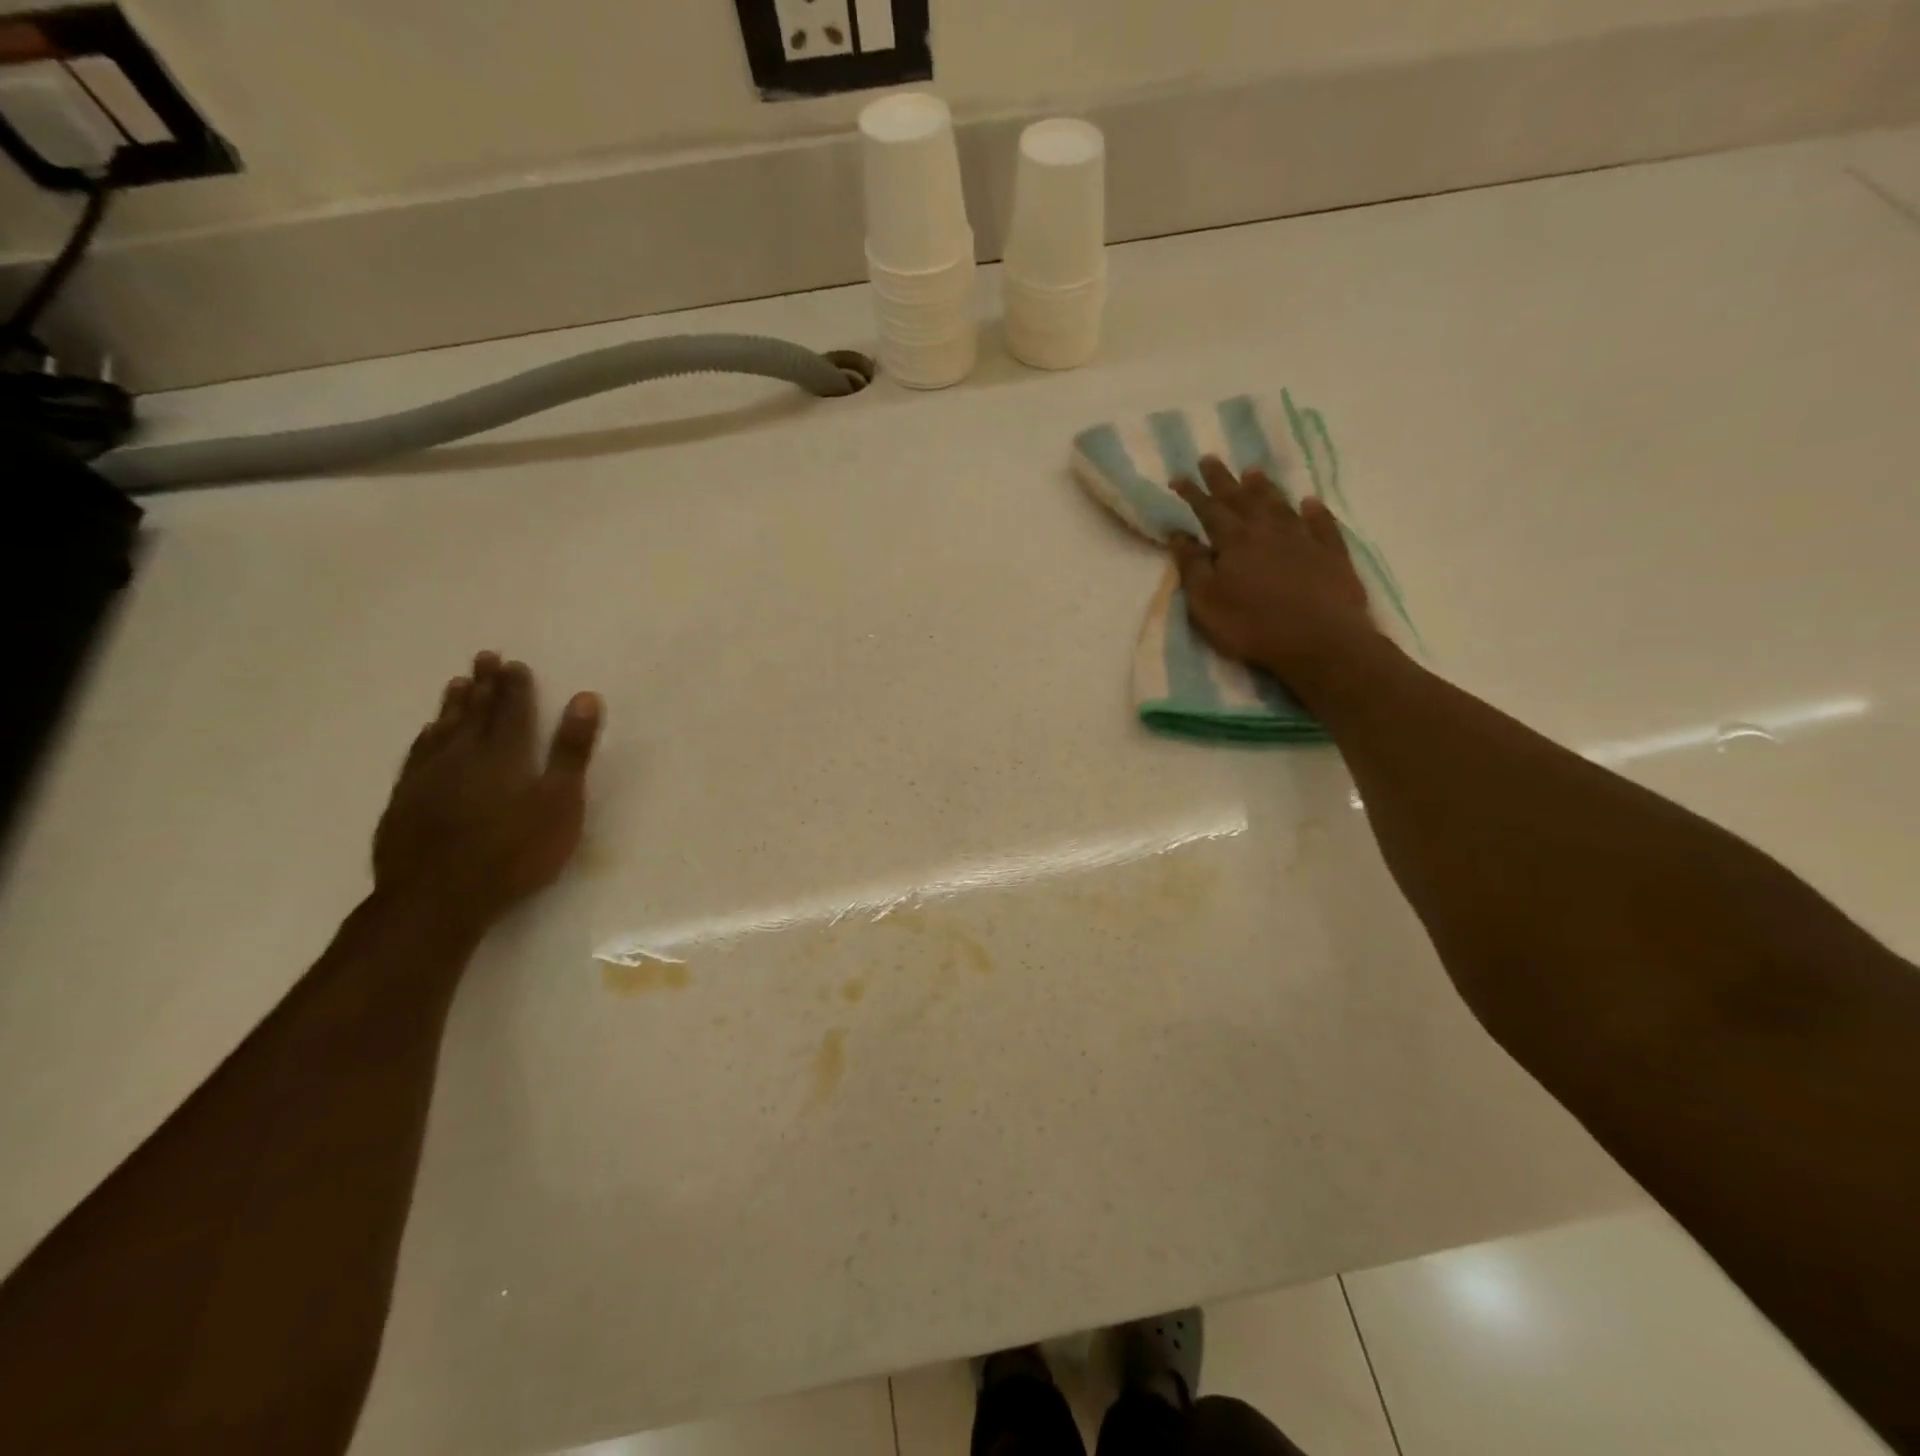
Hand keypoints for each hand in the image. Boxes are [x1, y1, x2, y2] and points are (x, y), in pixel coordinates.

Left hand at [373, 652, 602, 932]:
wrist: (437, 899)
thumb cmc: (514, 852)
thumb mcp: (560, 803)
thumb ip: (571, 751)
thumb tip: (585, 698)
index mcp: (504, 754)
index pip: (512, 710)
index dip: (516, 686)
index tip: (515, 663)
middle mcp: (463, 756)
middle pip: (475, 713)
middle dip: (484, 684)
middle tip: (484, 657)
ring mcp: (428, 778)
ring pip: (442, 730)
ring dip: (453, 705)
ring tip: (457, 683)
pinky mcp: (404, 802)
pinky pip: (416, 756)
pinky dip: (426, 737)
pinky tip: (427, 734)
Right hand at [1170, 457, 1378, 687]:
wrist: (1321, 640)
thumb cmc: (1253, 625)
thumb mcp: (1207, 602)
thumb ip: (1192, 566)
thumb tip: (1179, 535)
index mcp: (1234, 541)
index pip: (1208, 510)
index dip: (1192, 493)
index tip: (1179, 476)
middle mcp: (1268, 531)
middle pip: (1242, 499)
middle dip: (1224, 479)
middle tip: (1211, 458)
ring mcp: (1303, 539)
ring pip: (1280, 505)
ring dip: (1265, 488)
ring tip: (1254, 471)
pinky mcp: (1332, 554)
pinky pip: (1322, 524)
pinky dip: (1314, 511)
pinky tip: (1310, 501)